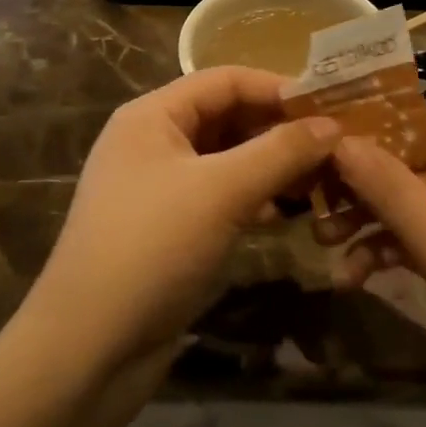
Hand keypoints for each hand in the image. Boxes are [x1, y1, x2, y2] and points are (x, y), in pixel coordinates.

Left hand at [23, 68, 339, 373]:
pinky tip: (285, 213)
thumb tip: (332, 124)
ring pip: (225, 160)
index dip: (277, 87)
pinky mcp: (167, 227)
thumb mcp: (222, 191)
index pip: (225, 80)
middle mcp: (152, 142)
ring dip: (270, 165)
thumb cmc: (153, 247)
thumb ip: (280, 152)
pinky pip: (218, 196)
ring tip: (321, 178)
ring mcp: (158, 187)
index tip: (330, 105)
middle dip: (278, 129)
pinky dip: (252, 197)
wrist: (90, 345)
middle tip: (334, 146)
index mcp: (152, 116)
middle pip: (226, 117)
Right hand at [331, 104, 425, 426]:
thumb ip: (396, 194)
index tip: (333, 126)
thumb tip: (342, 141)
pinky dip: (388, 254)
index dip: (390, 118)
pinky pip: (424, 246)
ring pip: (420, 207)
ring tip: (324, 238)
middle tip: (316, 188)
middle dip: (371, 178)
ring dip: (372, 219)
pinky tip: (351, 277)